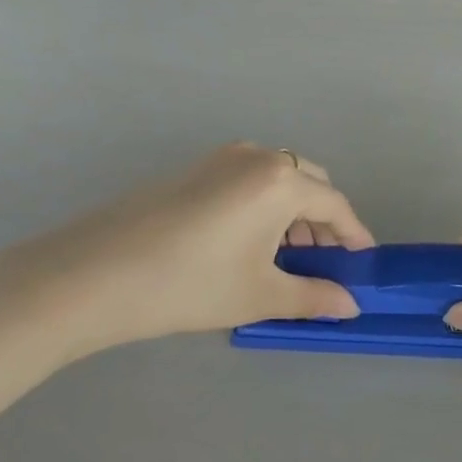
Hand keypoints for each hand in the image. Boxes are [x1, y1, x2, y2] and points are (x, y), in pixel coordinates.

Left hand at [0, 145, 373, 371]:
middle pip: (309, 183)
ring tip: (286, 258)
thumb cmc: (190, 283)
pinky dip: (263, 206)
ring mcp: (221, 158)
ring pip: (277, 179)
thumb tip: (350, 306)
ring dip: (292, 213)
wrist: (96, 273)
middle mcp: (256, 156)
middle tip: (323, 263)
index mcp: (280, 180)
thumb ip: (313, 296)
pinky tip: (249, 244)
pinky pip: (248, 180)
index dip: (353, 234)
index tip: (364, 261)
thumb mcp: (259, 294)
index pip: (335, 203)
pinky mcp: (195, 169)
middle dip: (323, 221)